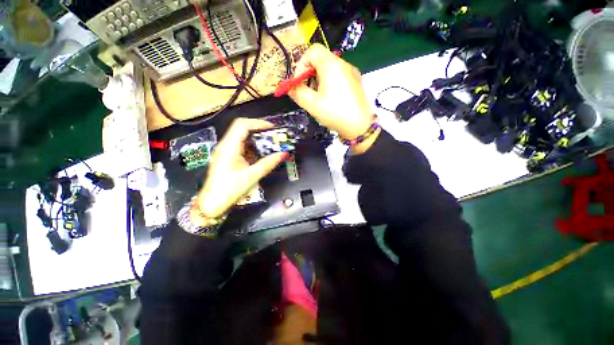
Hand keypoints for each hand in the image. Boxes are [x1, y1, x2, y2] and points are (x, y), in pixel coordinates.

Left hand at [196, 118, 286, 218]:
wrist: (213, 203)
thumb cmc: (229, 190)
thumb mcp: (252, 176)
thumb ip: (268, 163)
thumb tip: (283, 154)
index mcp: (229, 147)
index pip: (243, 125)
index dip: (259, 123)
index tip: (273, 128)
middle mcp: (226, 145)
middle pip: (243, 128)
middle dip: (260, 130)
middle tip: (275, 136)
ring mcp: (227, 150)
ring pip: (243, 137)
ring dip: (258, 138)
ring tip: (271, 143)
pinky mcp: (229, 156)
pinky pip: (243, 146)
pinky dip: (254, 146)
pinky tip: (262, 153)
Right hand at [288, 44, 379, 152]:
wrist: (359, 126)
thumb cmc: (334, 113)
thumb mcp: (312, 104)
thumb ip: (298, 93)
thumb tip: (290, 87)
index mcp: (331, 65)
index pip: (313, 51)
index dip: (302, 64)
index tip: (300, 82)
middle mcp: (343, 63)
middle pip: (321, 60)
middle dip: (310, 74)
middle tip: (308, 92)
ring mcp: (352, 72)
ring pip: (330, 69)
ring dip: (319, 79)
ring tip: (319, 97)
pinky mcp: (356, 81)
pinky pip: (339, 76)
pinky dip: (330, 83)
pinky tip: (331, 99)